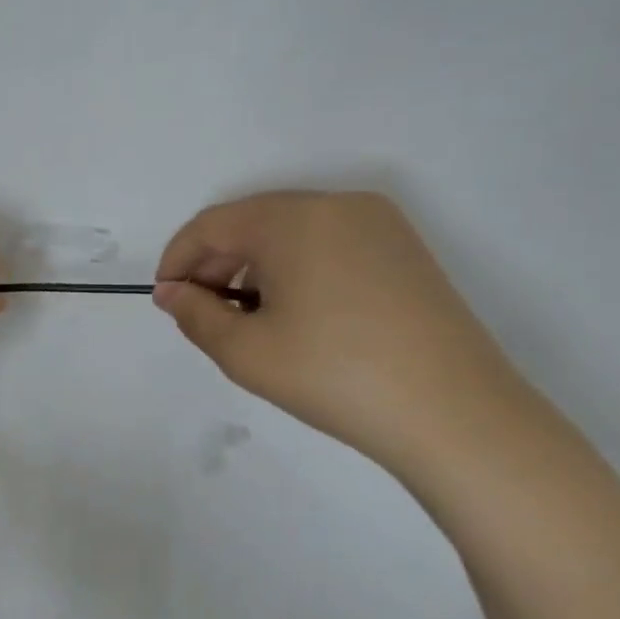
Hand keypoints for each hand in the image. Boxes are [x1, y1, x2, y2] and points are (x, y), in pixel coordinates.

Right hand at [152, 191, 530, 469]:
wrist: (454, 413)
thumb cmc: (333, 374)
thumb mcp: (243, 350)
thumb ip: (193, 313)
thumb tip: (171, 293)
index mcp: (293, 219)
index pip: (212, 224)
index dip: (177, 258)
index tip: (165, 298)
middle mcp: (337, 206)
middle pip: (252, 220)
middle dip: (214, 261)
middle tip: (200, 310)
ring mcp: (378, 224)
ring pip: (289, 230)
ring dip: (253, 264)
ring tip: (246, 316)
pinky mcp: (404, 250)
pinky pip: (327, 241)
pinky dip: (294, 266)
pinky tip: (294, 312)